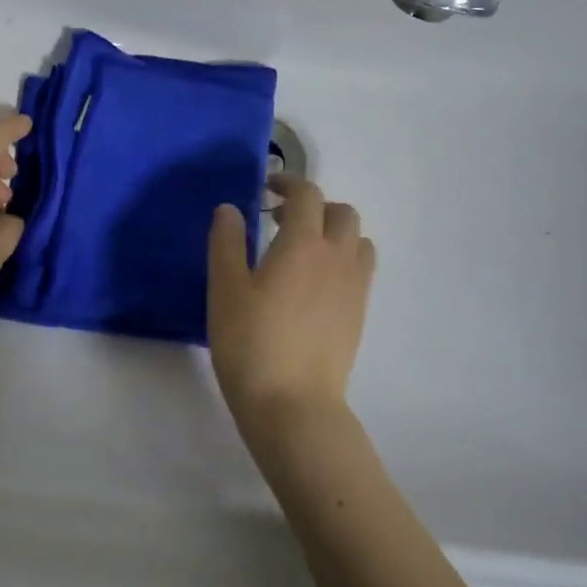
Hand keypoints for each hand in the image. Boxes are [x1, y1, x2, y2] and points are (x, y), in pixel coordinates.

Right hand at [207, 176, 375, 434]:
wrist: (292, 404)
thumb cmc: (250, 343)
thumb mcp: (225, 289)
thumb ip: (226, 243)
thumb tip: (230, 210)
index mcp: (303, 244)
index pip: (307, 195)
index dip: (287, 182)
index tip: (265, 187)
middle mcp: (337, 257)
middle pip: (341, 212)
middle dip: (313, 206)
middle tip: (279, 221)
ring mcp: (354, 287)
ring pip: (356, 240)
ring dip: (332, 232)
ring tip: (301, 250)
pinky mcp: (359, 314)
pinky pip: (360, 268)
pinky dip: (342, 258)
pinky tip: (313, 283)